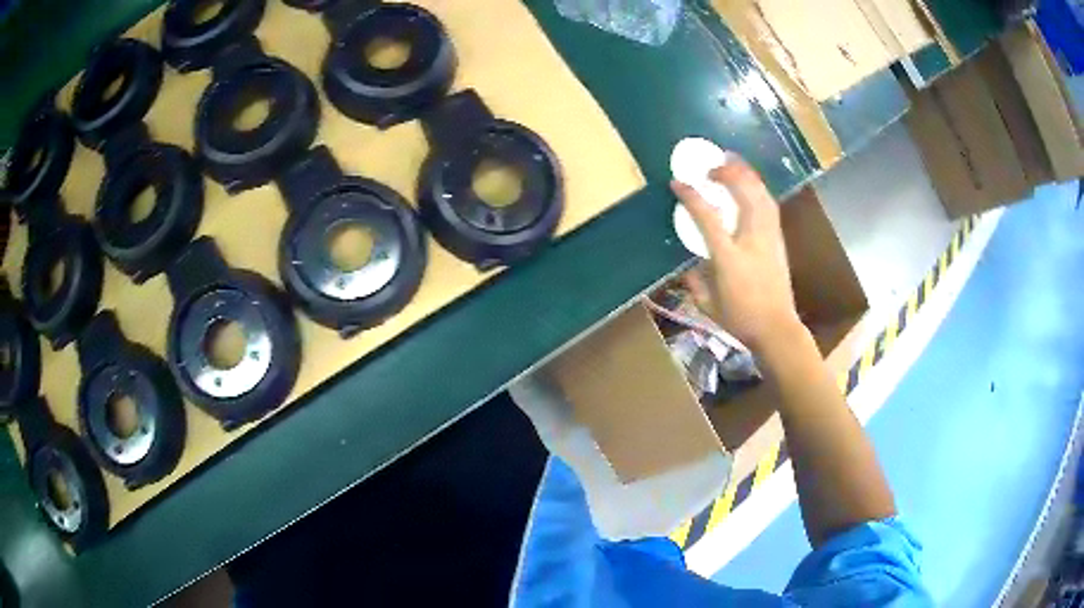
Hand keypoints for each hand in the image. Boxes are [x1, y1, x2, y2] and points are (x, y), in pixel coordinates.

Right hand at [671, 153, 801, 352]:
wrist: (777, 328)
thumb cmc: (740, 319)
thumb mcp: (707, 305)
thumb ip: (694, 281)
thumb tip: (690, 263)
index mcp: (729, 257)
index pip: (708, 217)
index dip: (691, 196)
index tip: (677, 182)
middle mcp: (752, 240)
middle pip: (744, 194)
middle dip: (727, 173)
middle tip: (712, 166)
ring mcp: (769, 238)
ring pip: (761, 195)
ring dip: (747, 175)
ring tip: (734, 163)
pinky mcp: (779, 240)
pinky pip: (770, 205)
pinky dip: (759, 189)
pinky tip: (751, 185)